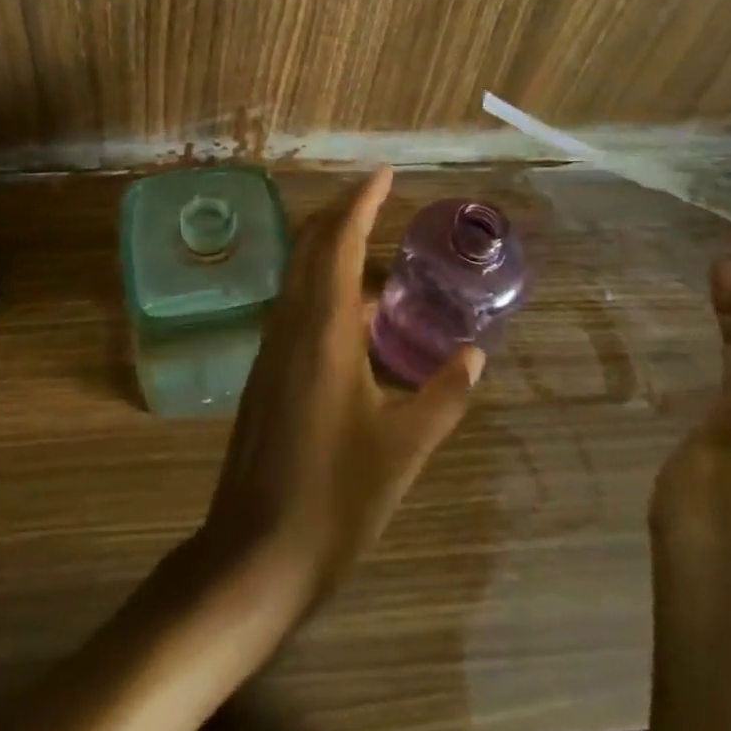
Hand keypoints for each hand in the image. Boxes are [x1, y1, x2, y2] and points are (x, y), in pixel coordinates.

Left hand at [202, 165, 485, 610]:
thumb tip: (477, 357)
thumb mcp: (403, 450)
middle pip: (310, 245)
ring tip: (376, 249)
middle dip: (342, 213)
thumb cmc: (334, 501)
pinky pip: (295, 303)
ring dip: (330, 247)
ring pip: (299, 273)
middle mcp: (291, 324)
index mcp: (324, 330)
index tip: (383, 174)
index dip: (361, 202)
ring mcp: (272, 346)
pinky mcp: (266, 370)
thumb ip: (442, 397)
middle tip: (379, 197)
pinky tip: (355, 313)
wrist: (253, 556)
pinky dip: (323, 284)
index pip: (340, 243)